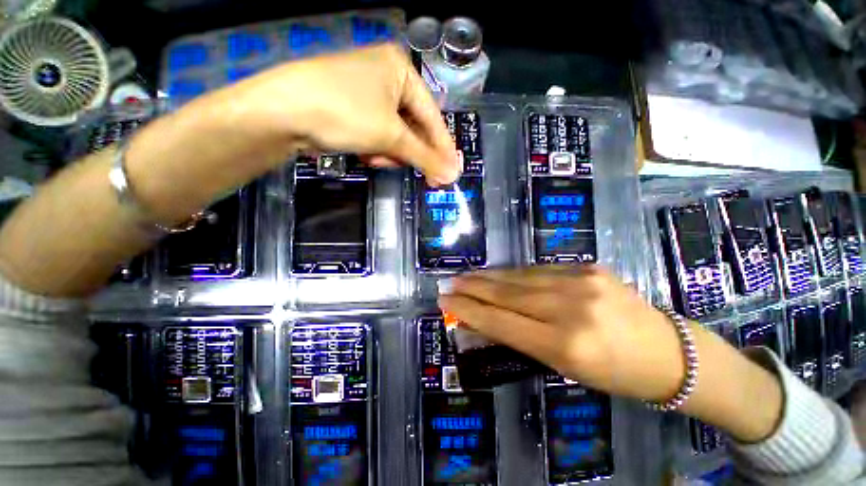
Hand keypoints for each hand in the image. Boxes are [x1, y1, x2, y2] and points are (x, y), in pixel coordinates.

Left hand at [211, 43, 459, 184]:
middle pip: (414, 125)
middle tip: (421, 176)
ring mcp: (367, 92)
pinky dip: (376, 148)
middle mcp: (386, 76)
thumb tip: (453, 174)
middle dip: (411, 152)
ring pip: (395, 133)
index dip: (443, 147)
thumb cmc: (344, 113)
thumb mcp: (390, 135)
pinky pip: (378, 133)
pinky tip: (366, 155)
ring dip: (390, 152)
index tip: (452, 172)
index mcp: (400, 69)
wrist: (282, 112)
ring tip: (376, 159)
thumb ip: (424, 156)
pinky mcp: (353, 108)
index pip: (433, 116)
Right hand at [439, 265, 783, 442]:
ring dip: (489, 277)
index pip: (501, 321)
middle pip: (506, 293)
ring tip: (467, 276)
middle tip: (449, 283)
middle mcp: (570, 308)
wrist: (670, 352)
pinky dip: (514, 273)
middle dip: (472, 288)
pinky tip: (499, 274)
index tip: (445, 302)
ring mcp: (581, 281)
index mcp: (564, 345)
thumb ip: (520, 338)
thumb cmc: (614, 373)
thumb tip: (482, 322)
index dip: (468, 310)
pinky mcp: (588, 267)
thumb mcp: (563, 366)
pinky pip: (538, 270)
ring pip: (519, 277)